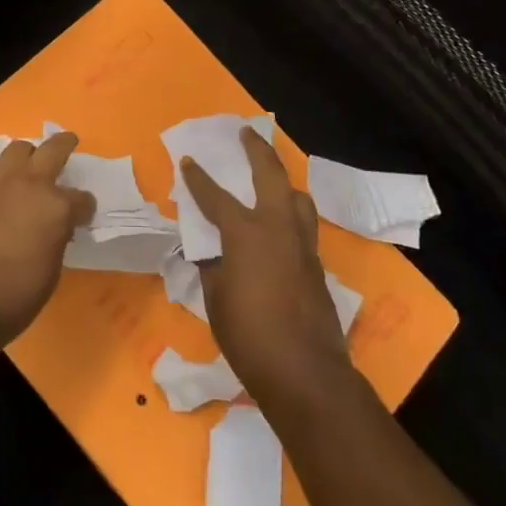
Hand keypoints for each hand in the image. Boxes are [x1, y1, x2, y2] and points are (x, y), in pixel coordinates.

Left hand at [0, 132, 93, 349]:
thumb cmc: (16, 295)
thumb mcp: (52, 270)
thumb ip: (57, 238)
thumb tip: (56, 228)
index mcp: (56, 207)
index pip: (82, 199)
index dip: (85, 208)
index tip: (84, 215)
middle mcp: (29, 185)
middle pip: (52, 150)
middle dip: (64, 145)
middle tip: (69, 143)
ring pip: (17, 148)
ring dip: (27, 154)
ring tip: (29, 165)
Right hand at [181, 127, 363, 415]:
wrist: (305, 372)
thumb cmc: (248, 334)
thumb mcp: (215, 298)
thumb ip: (213, 265)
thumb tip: (212, 250)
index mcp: (246, 233)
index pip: (216, 197)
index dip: (198, 178)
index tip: (188, 160)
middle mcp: (278, 228)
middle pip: (270, 176)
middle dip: (257, 151)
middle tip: (247, 133)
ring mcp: (302, 245)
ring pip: (297, 198)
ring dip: (283, 180)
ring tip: (272, 176)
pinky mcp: (317, 265)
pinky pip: (303, 224)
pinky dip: (291, 212)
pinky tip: (281, 224)